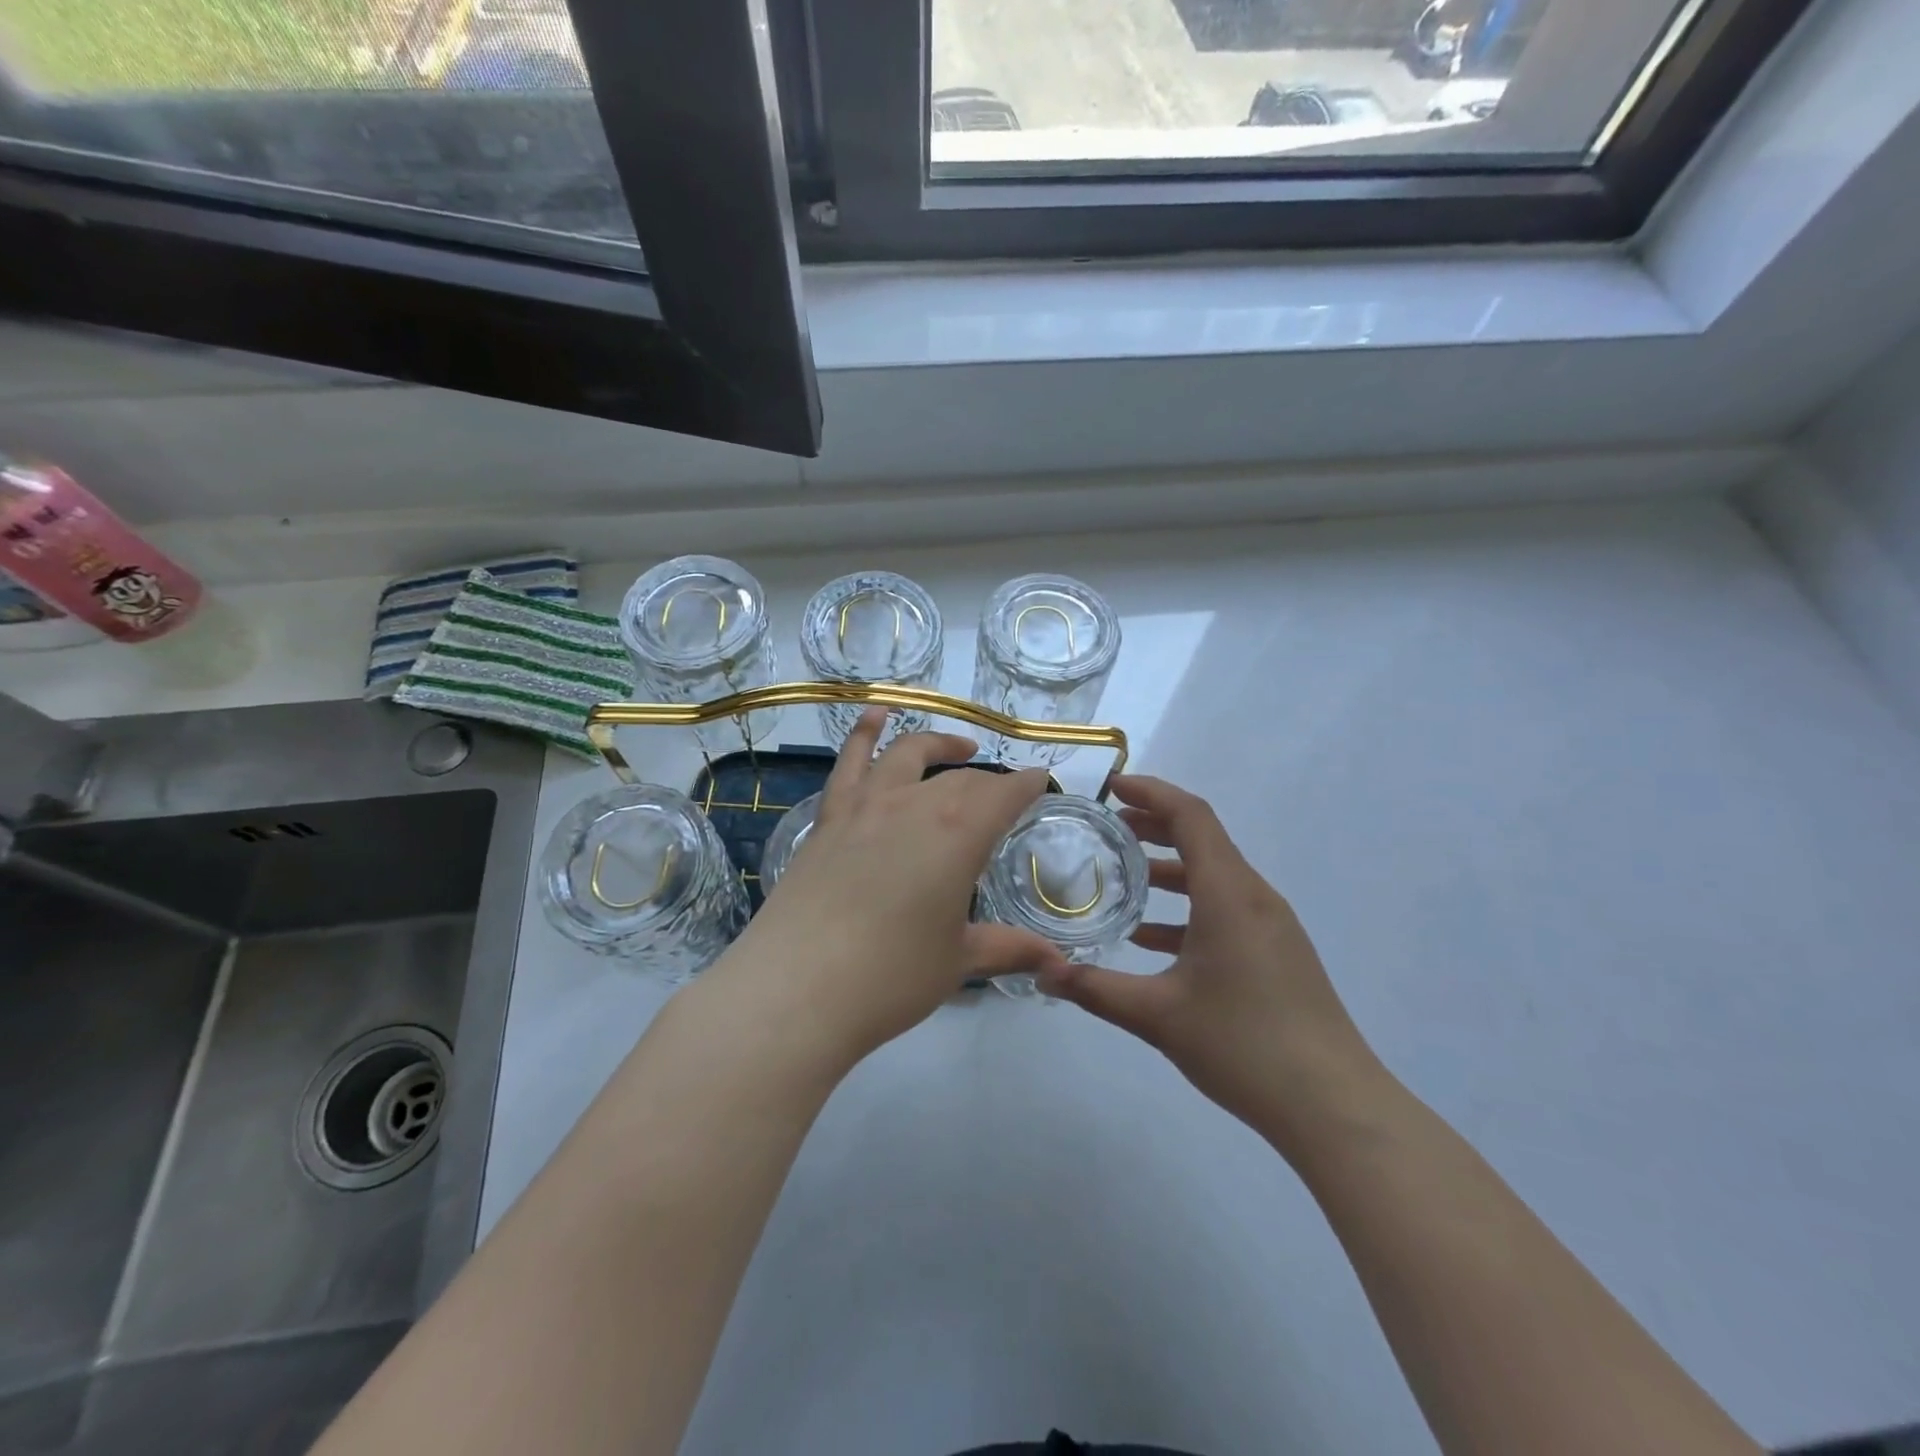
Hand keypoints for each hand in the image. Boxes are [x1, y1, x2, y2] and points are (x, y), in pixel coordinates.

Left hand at [731, 708, 1068, 1061]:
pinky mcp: (829, 818)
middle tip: (1004, 797)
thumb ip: (1008, 950)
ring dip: (939, 745)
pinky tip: (874, 717)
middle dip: (990, 783)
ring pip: (909, 755)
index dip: (1027, 785)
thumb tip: (1057, 963)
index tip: (1041, 782)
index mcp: (959, 833)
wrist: (797, 987)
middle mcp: (915, 804)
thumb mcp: (958, 962)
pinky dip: (864, 733)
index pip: (1005, 794)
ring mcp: (866, 805)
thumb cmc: (891, 976)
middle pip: (962, 779)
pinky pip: (849, 762)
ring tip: (960, 748)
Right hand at [1038, 775, 1386, 1153]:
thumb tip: (1041, 973)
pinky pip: (1227, 910)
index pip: (1191, 816)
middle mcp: (1254, 897)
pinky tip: (1152, 940)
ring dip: (1170, 869)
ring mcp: (1272, 926)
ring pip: (1215, 877)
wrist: (1334, 1106)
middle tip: (1108, 828)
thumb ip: (1095, 989)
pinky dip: (1188, 909)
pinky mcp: (1278, 954)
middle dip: (1155, 826)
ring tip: (1124, 877)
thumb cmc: (1244, 1045)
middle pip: (1203, 840)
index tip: (1112, 787)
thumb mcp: (1157, 1015)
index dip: (1151, 792)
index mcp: (1229, 894)